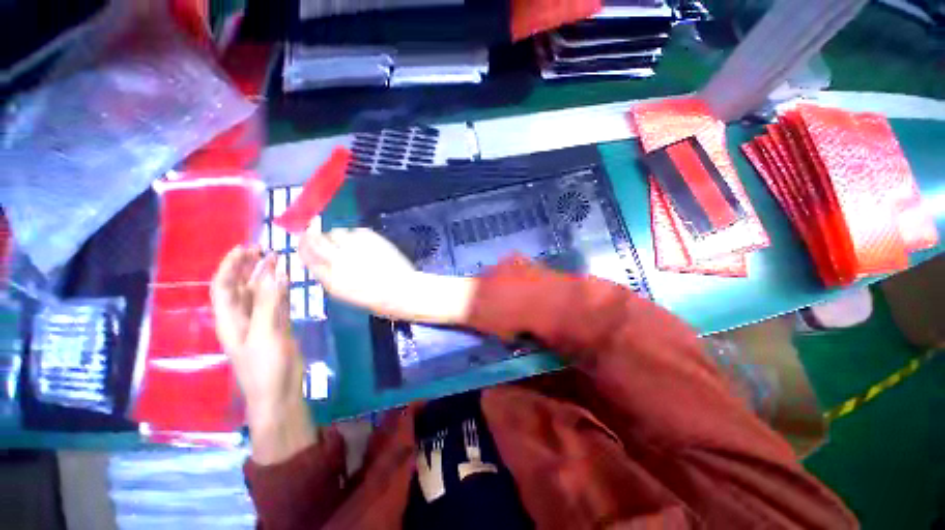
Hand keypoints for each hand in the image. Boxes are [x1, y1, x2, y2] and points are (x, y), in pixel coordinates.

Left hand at [211, 246, 315, 463]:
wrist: (279, 392)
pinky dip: (280, 290)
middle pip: (240, 287)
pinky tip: (287, 280)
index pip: (224, 287)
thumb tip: (274, 272)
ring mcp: (260, 322)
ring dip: (265, 276)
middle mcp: (242, 318)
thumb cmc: (265, 366)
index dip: (231, 266)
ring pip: (259, 293)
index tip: (246, 249)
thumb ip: (269, 302)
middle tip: (264, 250)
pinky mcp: (277, 327)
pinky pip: (275, 303)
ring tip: (278, 259)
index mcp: (230, 319)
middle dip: (248, 267)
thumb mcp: (265, 333)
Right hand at [299, 227, 475, 324]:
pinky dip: (355, 235)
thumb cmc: (376, 299)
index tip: (304, 240)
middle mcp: (339, 261)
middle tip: (317, 232)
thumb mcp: (345, 293)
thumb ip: (329, 276)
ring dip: (338, 236)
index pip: (306, 255)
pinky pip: (355, 230)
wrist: (403, 290)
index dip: (303, 245)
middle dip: (314, 235)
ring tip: (349, 243)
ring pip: (336, 232)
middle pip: (316, 240)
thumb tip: (318, 260)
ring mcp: (355, 248)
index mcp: (330, 279)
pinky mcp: (371, 238)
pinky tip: (364, 244)